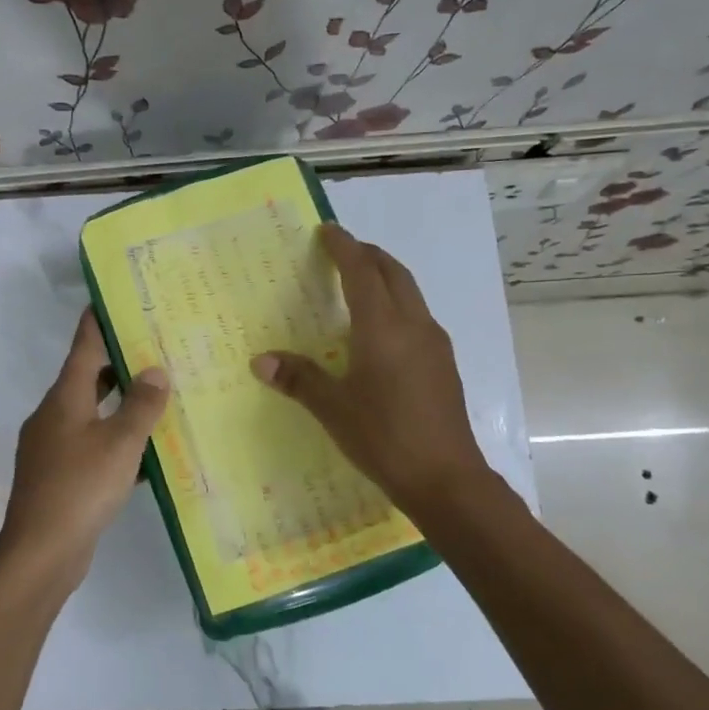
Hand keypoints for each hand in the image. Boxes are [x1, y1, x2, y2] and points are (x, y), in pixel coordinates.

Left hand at [0, 310, 169, 588]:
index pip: (83, 346)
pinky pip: (92, 446)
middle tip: (156, 350)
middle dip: (119, 364)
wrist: (41, 552)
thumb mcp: (120, 443)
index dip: (98, 321)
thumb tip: (155, 370)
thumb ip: (140, 405)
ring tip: (158, 398)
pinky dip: (116, 442)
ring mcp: (53, 447)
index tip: (114, 298)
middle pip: (88, 378)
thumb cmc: (81, 487)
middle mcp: (54, 415)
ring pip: (92, 414)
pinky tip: (146, 454)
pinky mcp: (59, 476)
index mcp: (64, 398)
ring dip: (120, 406)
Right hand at [251, 223, 492, 514]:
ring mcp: (434, 344)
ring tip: (359, 282)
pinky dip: (396, 303)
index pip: (362, 272)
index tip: (327, 230)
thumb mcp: (333, 409)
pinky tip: (380, 329)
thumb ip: (299, 379)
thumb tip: (261, 360)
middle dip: (368, 254)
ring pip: (410, 293)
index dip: (344, 247)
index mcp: (383, 328)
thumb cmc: (384, 438)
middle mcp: (413, 325)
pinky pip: (417, 315)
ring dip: (385, 277)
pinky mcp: (443, 363)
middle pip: (393, 273)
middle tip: (342, 250)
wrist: (446, 479)